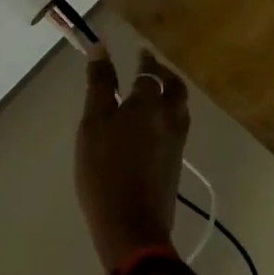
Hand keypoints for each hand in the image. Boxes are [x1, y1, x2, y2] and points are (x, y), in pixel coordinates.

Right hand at [75, 48, 190, 274]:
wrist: (132, 226)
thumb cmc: (105, 170)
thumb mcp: (93, 124)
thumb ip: (99, 85)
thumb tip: (101, 48)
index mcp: (149, 104)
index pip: (150, 73)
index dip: (144, 61)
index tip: (139, 52)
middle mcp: (170, 118)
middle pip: (175, 88)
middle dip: (164, 74)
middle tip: (150, 68)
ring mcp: (176, 143)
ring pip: (180, 108)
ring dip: (170, 94)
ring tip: (153, 93)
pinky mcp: (175, 164)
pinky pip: (177, 127)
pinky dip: (169, 115)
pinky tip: (153, 126)